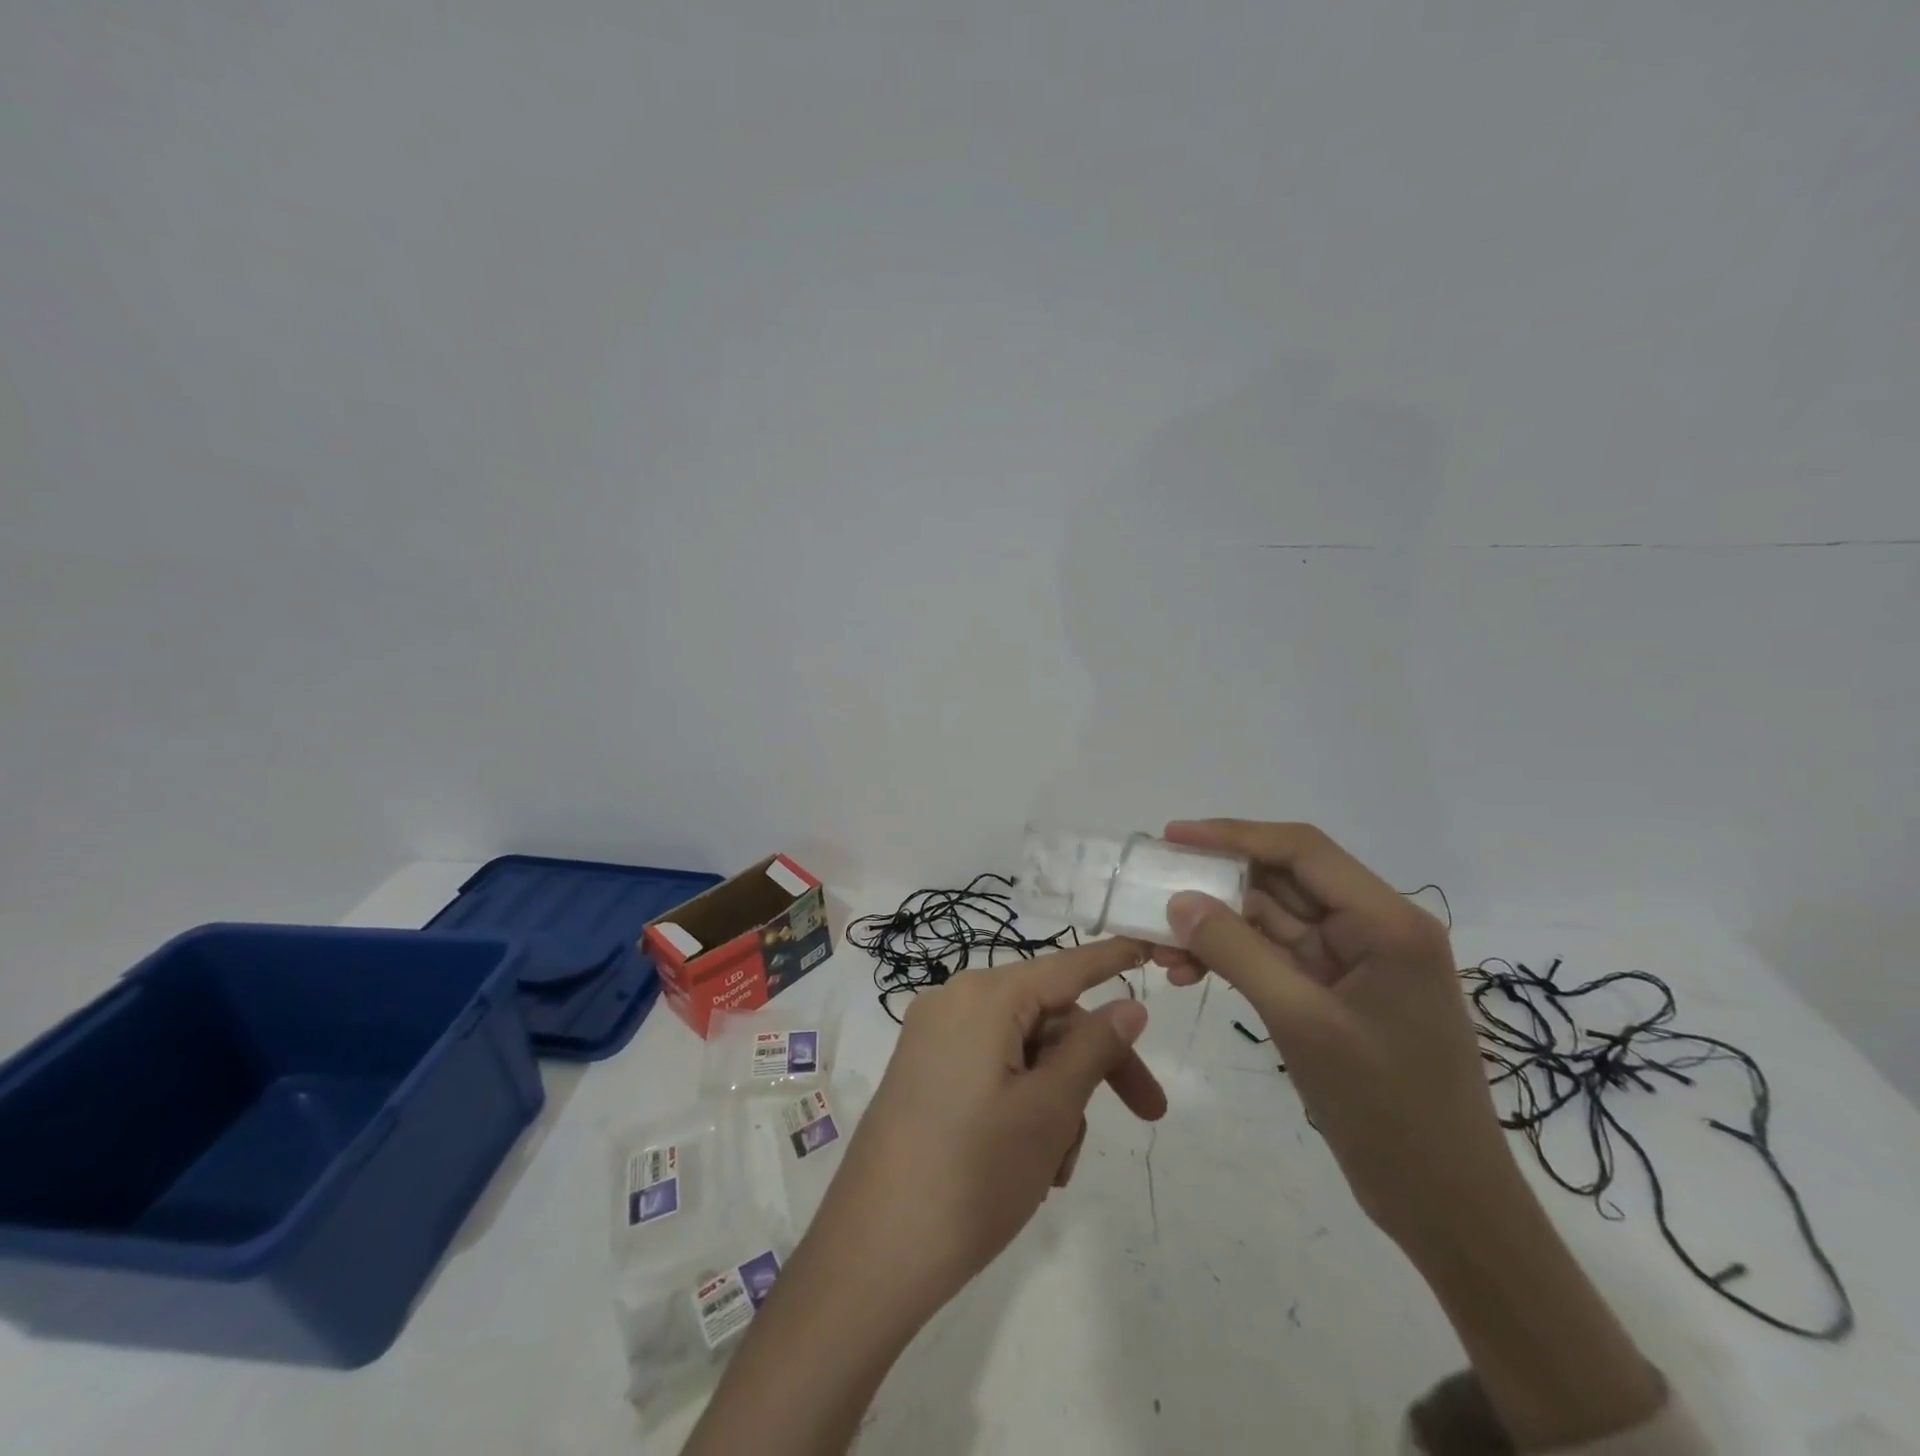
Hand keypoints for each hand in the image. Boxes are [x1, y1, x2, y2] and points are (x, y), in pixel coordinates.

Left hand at [807, 937, 1165, 1323]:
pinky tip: (1031, 1165)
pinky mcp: (924, 1074)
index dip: (1111, 960)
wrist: (873, 1254)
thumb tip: (1129, 1005)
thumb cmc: (973, 1174)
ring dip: (1057, 1100)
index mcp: (983, 997)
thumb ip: (1093, 1049)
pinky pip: (992, 1070)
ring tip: (1057, 1168)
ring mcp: (933, 1040)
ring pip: (1023, 1051)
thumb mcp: (1049, 1110)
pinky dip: (1023, 1104)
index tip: (1151, 949)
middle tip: (1148, 1114)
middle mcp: (954, 1003)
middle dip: (1093, 1066)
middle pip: (1047, 1018)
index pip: (1064, 967)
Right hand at [1158, 820, 1665, 1448]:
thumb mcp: (1303, 1023)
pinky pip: (1274, 955)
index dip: (1234, 835)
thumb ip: (1238, 952)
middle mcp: (1373, 928)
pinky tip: (1191, 972)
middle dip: (1215, 885)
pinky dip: (1232, 957)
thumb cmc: (1388, 1111)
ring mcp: (1354, 961)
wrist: (1448, 1207)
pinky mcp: (1336, 992)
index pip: (1301, 851)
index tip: (1173, 836)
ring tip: (1161, 948)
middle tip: (1153, 891)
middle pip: (1282, 881)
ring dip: (1216, 926)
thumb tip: (1180, 900)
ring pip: (1271, 919)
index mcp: (1386, 922)